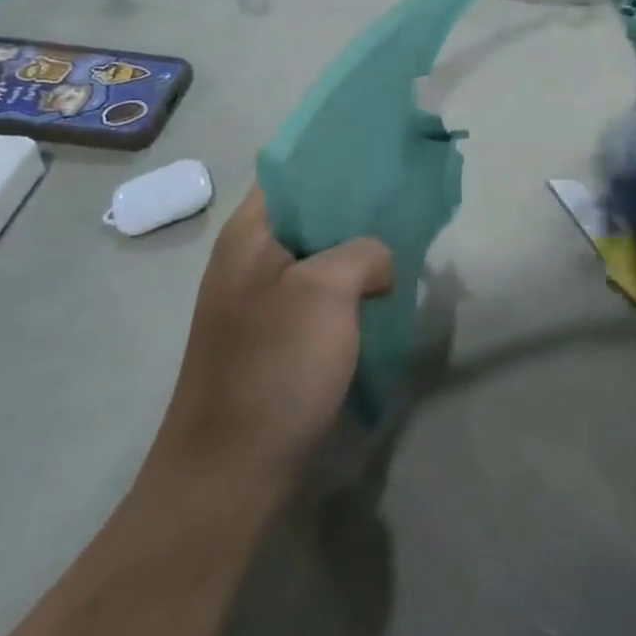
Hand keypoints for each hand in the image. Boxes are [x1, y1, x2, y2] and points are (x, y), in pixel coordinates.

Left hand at [149, 187, 392, 492]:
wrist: (229, 475)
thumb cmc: (274, 367)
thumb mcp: (327, 291)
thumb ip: (362, 252)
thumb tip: (377, 264)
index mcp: (249, 235)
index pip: (292, 173)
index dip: (336, 161)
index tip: (384, 159)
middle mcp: (249, 261)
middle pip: (310, 215)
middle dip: (357, 211)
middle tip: (406, 205)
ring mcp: (260, 303)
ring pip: (319, 259)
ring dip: (357, 255)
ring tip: (404, 248)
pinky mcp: (274, 340)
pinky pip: (319, 298)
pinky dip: (350, 292)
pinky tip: (384, 298)